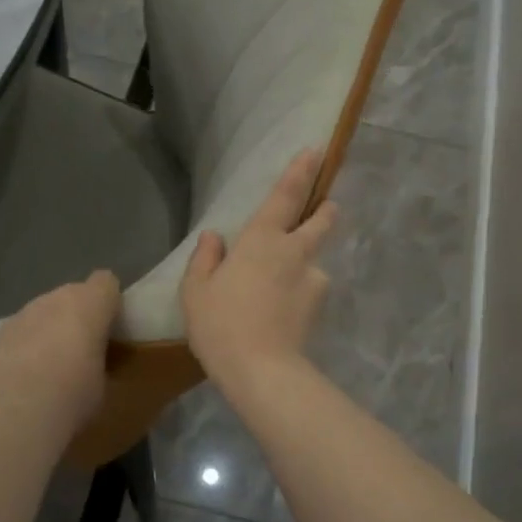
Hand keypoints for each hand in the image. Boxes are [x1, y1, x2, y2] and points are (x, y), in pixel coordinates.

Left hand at [0, 270, 121, 435]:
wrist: (20, 408)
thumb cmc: (76, 391)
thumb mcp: (105, 378)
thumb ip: (100, 355)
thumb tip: (93, 360)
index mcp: (91, 302)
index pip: (106, 282)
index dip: (109, 302)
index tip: (111, 327)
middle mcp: (58, 297)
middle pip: (74, 294)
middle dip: (80, 315)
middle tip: (85, 348)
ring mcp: (27, 311)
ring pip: (47, 310)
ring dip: (53, 327)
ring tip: (54, 362)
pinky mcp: (3, 331)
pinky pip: (27, 327)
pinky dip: (30, 340)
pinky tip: (29, 369)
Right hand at [180, 149, 336, 389]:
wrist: (261, 370)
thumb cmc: (221, 325)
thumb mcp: (196, 292)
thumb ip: (205, 259)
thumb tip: (214, 237)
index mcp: (261, 241)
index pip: (285, 196)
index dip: (300, 171)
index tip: (315, 151)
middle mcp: (294, 252)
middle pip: (320, 221)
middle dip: (324, 210)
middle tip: (325, 207)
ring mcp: (313, 280)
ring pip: (313, 262)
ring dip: (304, 266)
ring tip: (281, 290)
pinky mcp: (320, 306)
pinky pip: (310, 290)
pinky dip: (300, 294)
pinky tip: (284, 314)